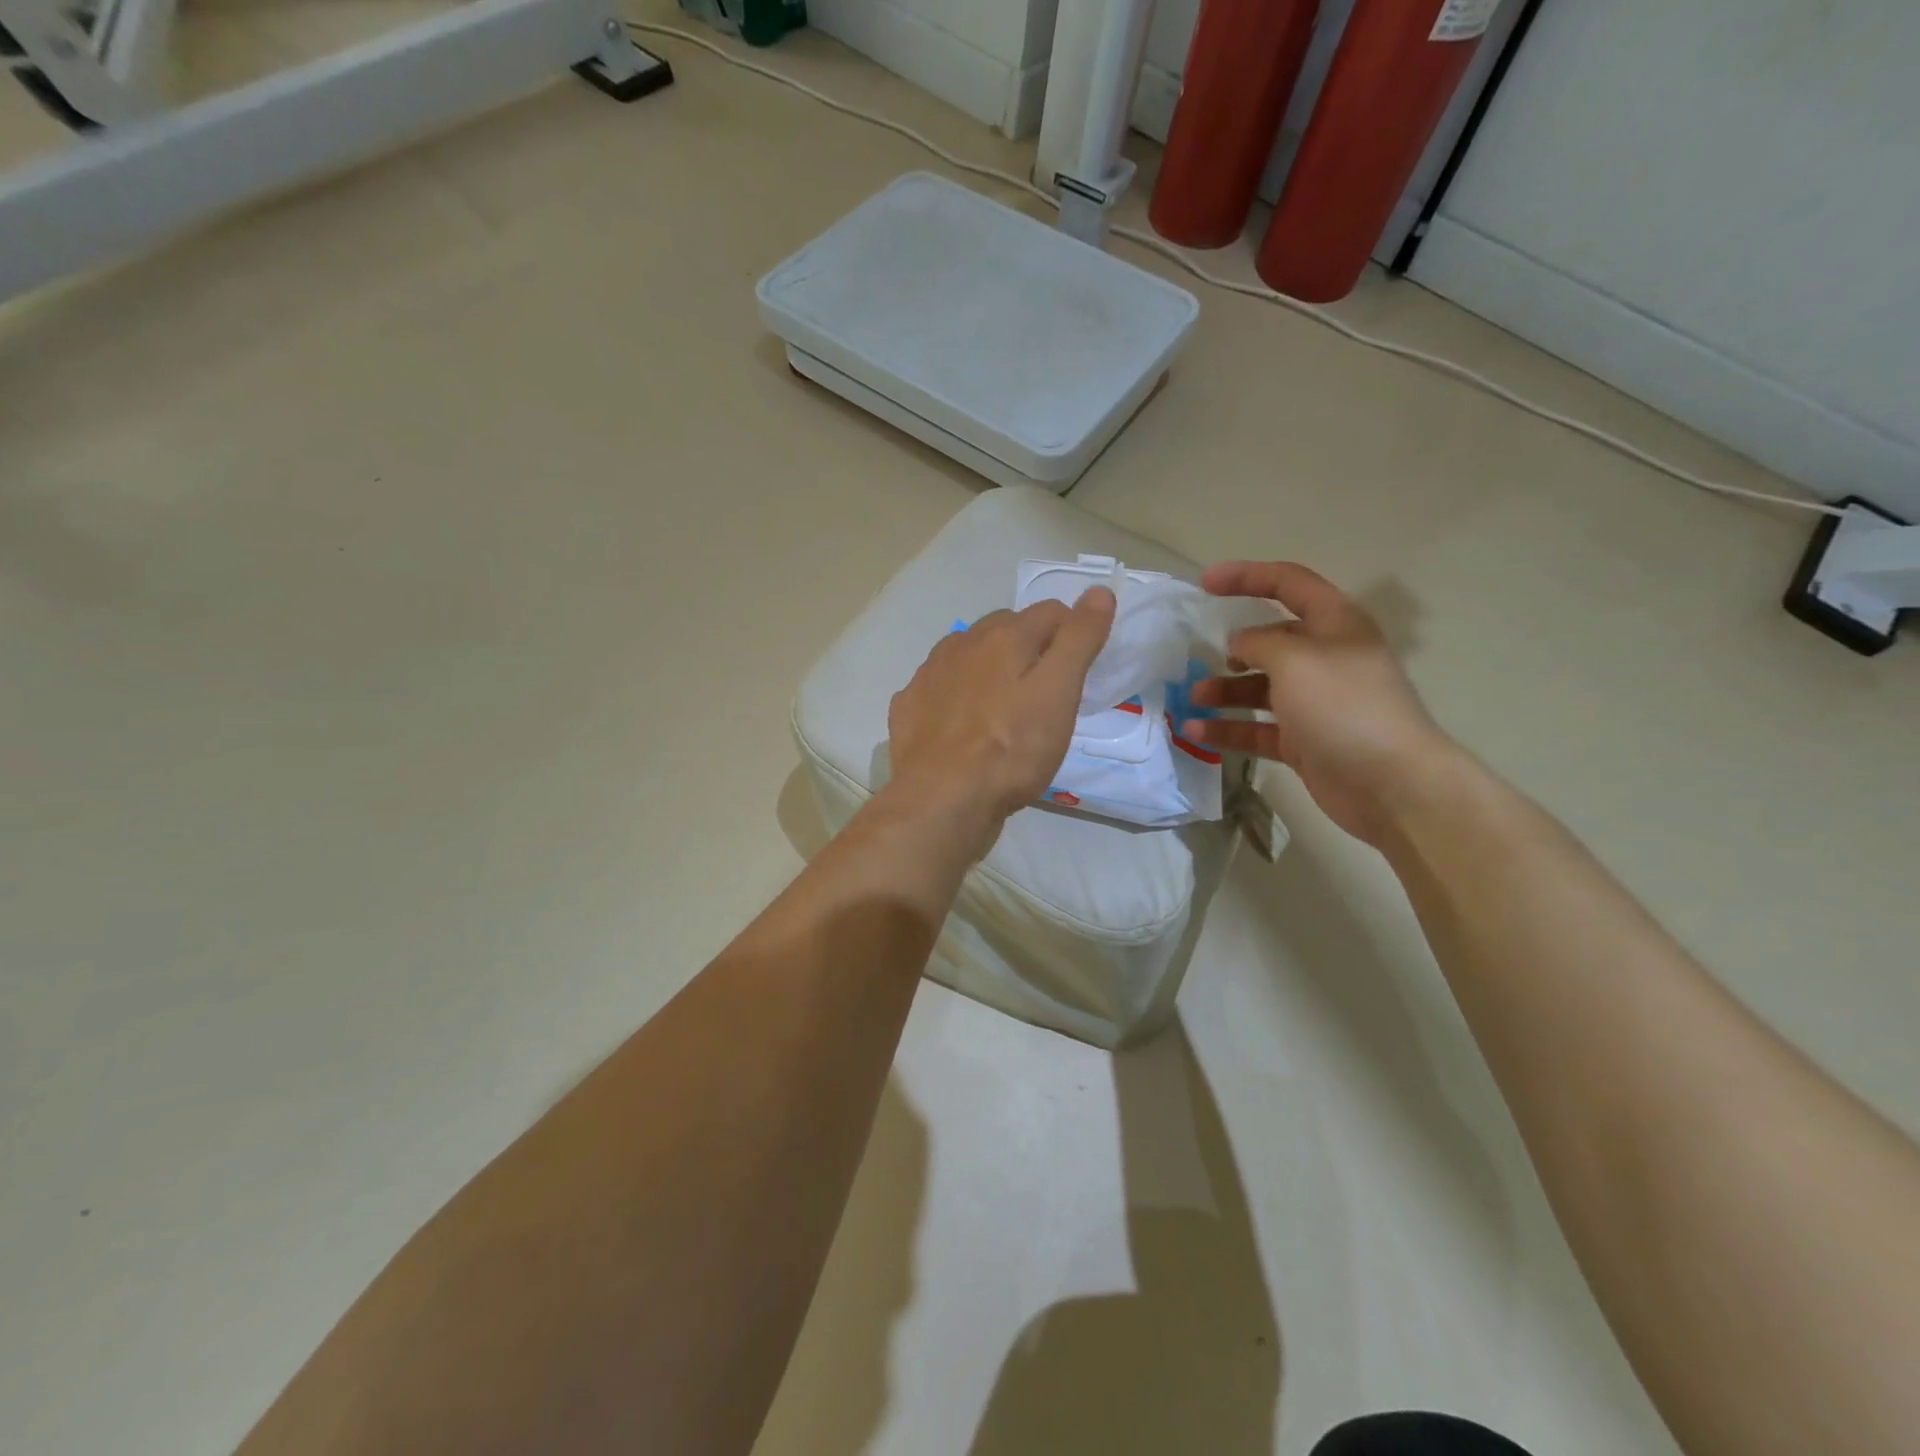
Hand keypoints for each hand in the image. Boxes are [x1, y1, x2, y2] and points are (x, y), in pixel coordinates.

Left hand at [886, 589, 1115, 856]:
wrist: (941, 800)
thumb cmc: (1011, 749)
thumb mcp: (1059, 693)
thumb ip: (1078, 640)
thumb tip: (1099, 591)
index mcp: (1003, 636)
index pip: (1050, 612)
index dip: (1073, 634)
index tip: (1081, 670)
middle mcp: (961, 644)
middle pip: (1006, 630)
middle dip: (1030, 648)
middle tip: (1046, 692)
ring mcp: (928, 675)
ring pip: (969, 657)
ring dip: (989, 669)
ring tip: (1004, 708)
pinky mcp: (909, 707)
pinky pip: (941, 687)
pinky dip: (956, 695)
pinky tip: (963, 725)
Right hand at [1180, 562, 1454, 846]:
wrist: (1389, 783)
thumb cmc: (1344, 706)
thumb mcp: (1296, 659)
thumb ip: (1259, 643)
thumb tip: (1239, 644)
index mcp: (1335, 624)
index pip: (1289, 585)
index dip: (1246, 577)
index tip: (1204, 583)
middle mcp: (1326, 658)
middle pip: (1271, 640)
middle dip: (1231, 646)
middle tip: (1198, 654)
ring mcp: (1314, 702)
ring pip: (1260, 687)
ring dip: (1224, 690)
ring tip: (1192, 697)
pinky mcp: (1303, 740)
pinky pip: (1257, 728)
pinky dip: (1227, 728)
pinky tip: (1195, 731)